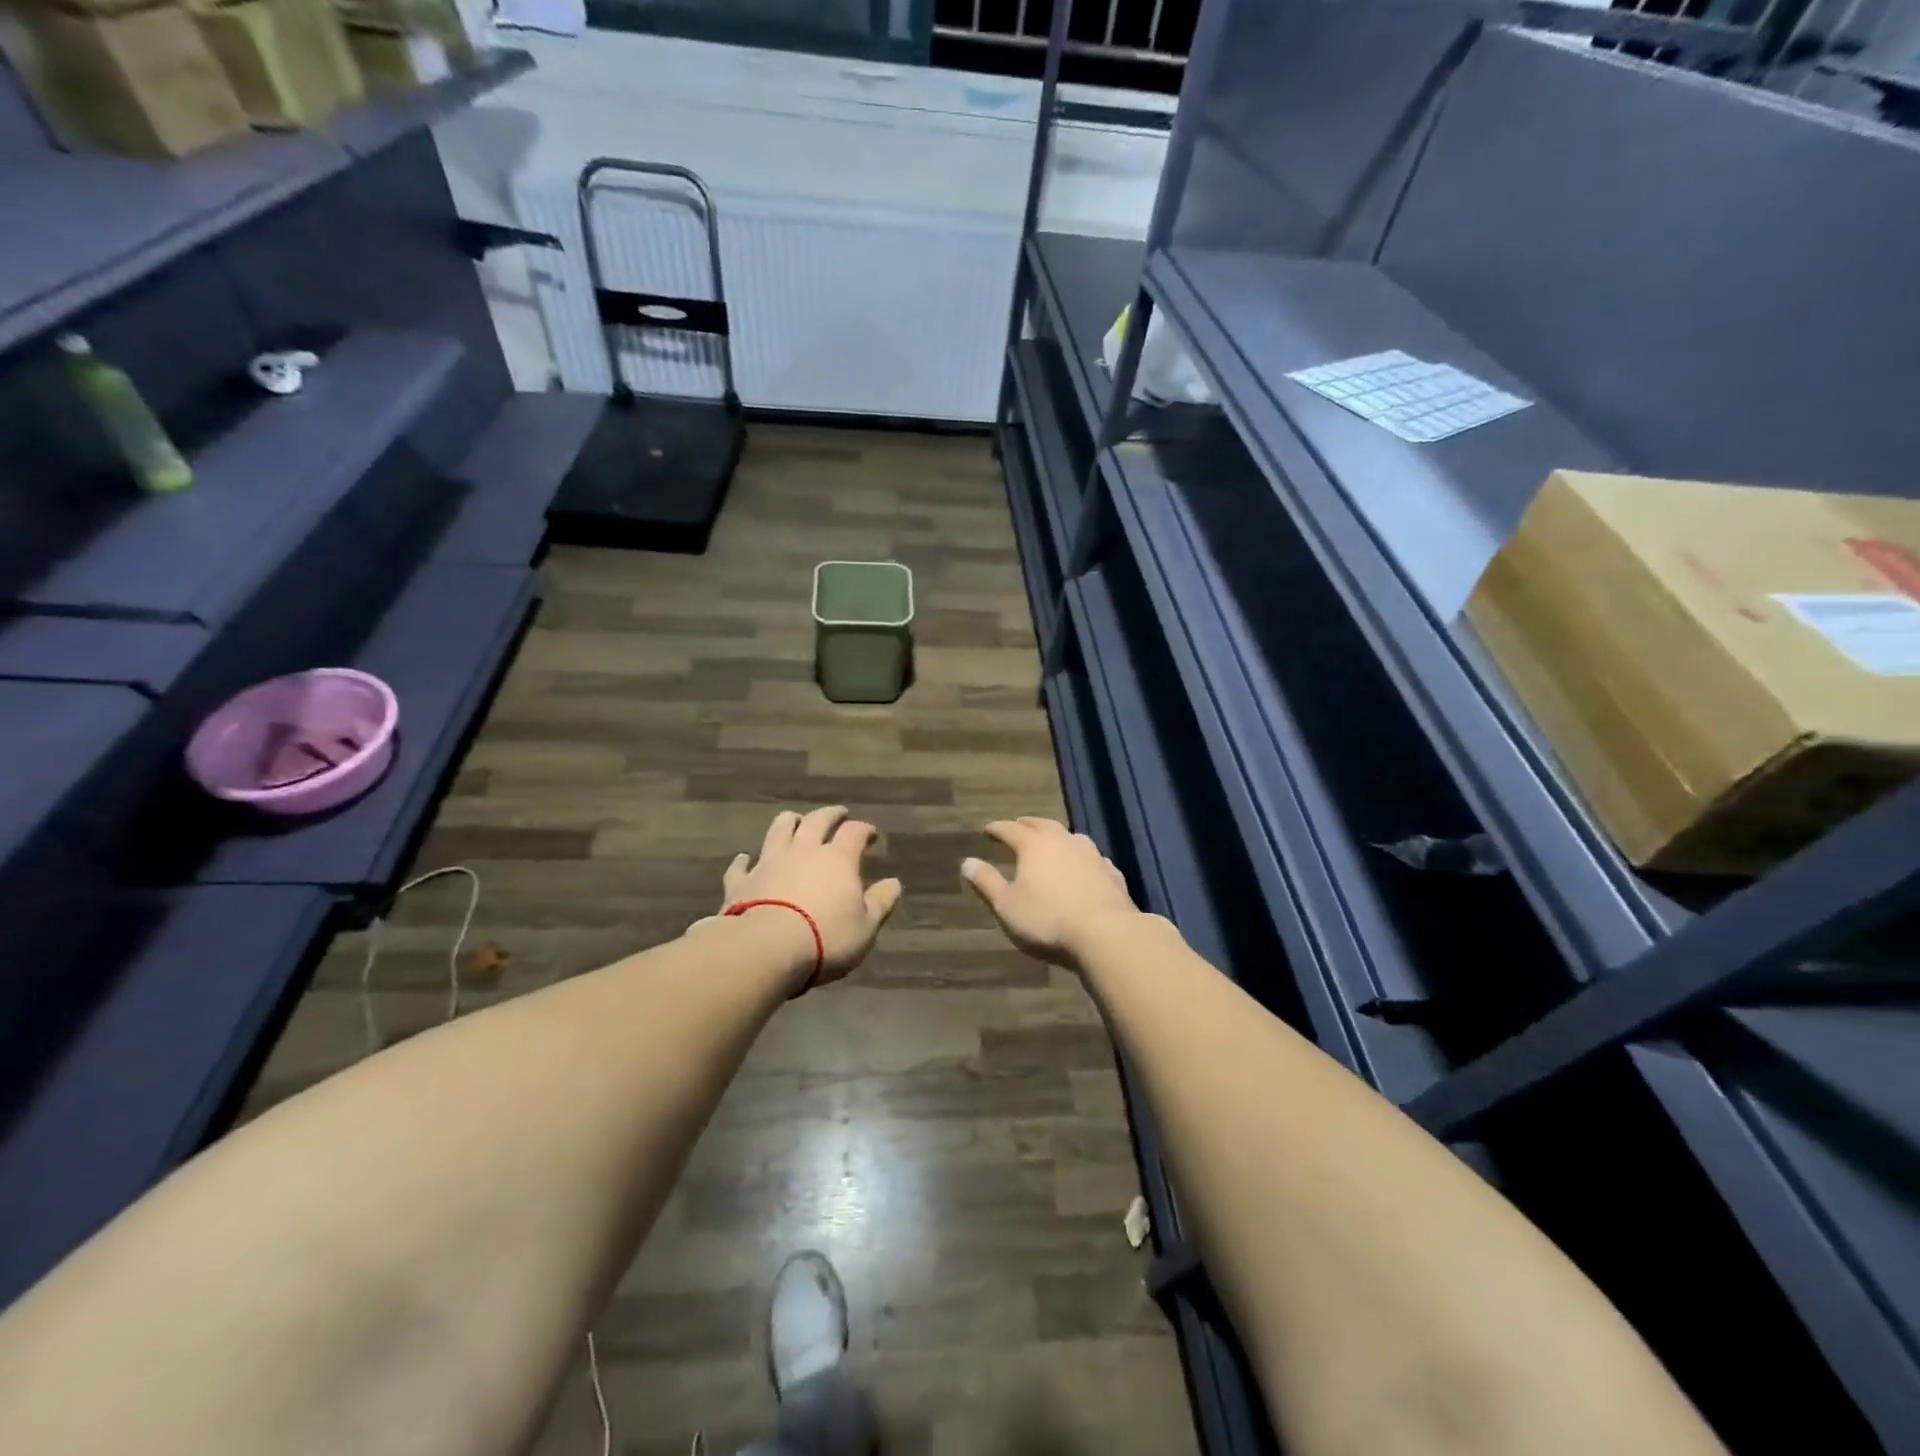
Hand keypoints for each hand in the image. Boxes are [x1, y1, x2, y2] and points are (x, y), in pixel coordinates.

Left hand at [718, 806, 901, 989]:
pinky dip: (745, 860)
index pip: (855, 832)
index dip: (865, 829)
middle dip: (830, 815)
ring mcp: (769, 861)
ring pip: (779, 829)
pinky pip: (741, 864)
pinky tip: (745, 859)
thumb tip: (894, 883)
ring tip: (795, 822)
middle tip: (838, 814)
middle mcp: (804, 850)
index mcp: (838, 858)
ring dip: (790, 822)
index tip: (871, 834)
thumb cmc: (825, 938)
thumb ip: (880, 903)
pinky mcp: (741, 881)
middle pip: (817, 820)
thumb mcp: (865, 927)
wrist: (764, 949)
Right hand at [960, 817, 1142, 967]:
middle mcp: (1064, 841)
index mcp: (1034, 845)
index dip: (997, 829)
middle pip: (1043, 825)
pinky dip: (1081, 858)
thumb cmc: (1047, 920)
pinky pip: (1092, 858)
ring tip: (1051, 841)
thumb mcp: (1007, 905)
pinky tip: (1084, 866)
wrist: (1106, 934)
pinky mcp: (1112, 873)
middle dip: (1028, 825)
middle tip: (1019, 825)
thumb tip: (967, 862)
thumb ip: (987, 882)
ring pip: (1071, 837)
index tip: (988, 830)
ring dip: (1057, 837)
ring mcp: (1092, 855)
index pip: (1010, 829)